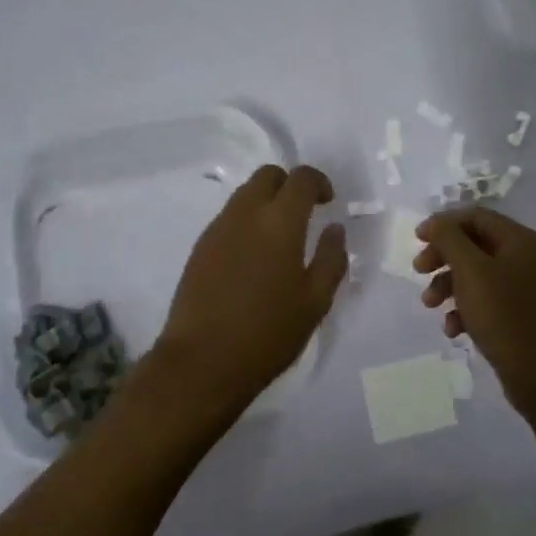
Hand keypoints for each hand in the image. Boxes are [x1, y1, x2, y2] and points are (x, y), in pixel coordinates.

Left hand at [149, 164, 346, 420]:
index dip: (319, 182)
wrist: (202, 360)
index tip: (328, 202)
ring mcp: (218, 228)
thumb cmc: (268, 333)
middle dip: (288, 184)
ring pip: (245, 194)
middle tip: (303, 213)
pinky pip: (228, 217)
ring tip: (279, 238)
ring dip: (265, 202)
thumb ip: (331, 259)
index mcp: (280, 221)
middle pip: (268, 175)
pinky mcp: (200, 246)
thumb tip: (334, 229)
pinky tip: (253, 257)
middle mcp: (246, 213)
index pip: (301, 178)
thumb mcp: (315, 302)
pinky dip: (246, 221)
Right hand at [414, 207, 535, 416]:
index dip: (444, 223)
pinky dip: (464, 309)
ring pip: (476, 274)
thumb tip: (434, 223)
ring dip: (448, 285)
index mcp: (520, 240)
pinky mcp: (519, 315)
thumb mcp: (471, 271)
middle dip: (443, 256)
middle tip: (419, 270)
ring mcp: (524, 288)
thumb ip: (449, 239)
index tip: (417, 239)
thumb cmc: (505, 316)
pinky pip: (485, 301)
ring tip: (430, 305)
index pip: (476, 216)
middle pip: (473, 244)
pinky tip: (453, 329)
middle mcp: (525, 258)